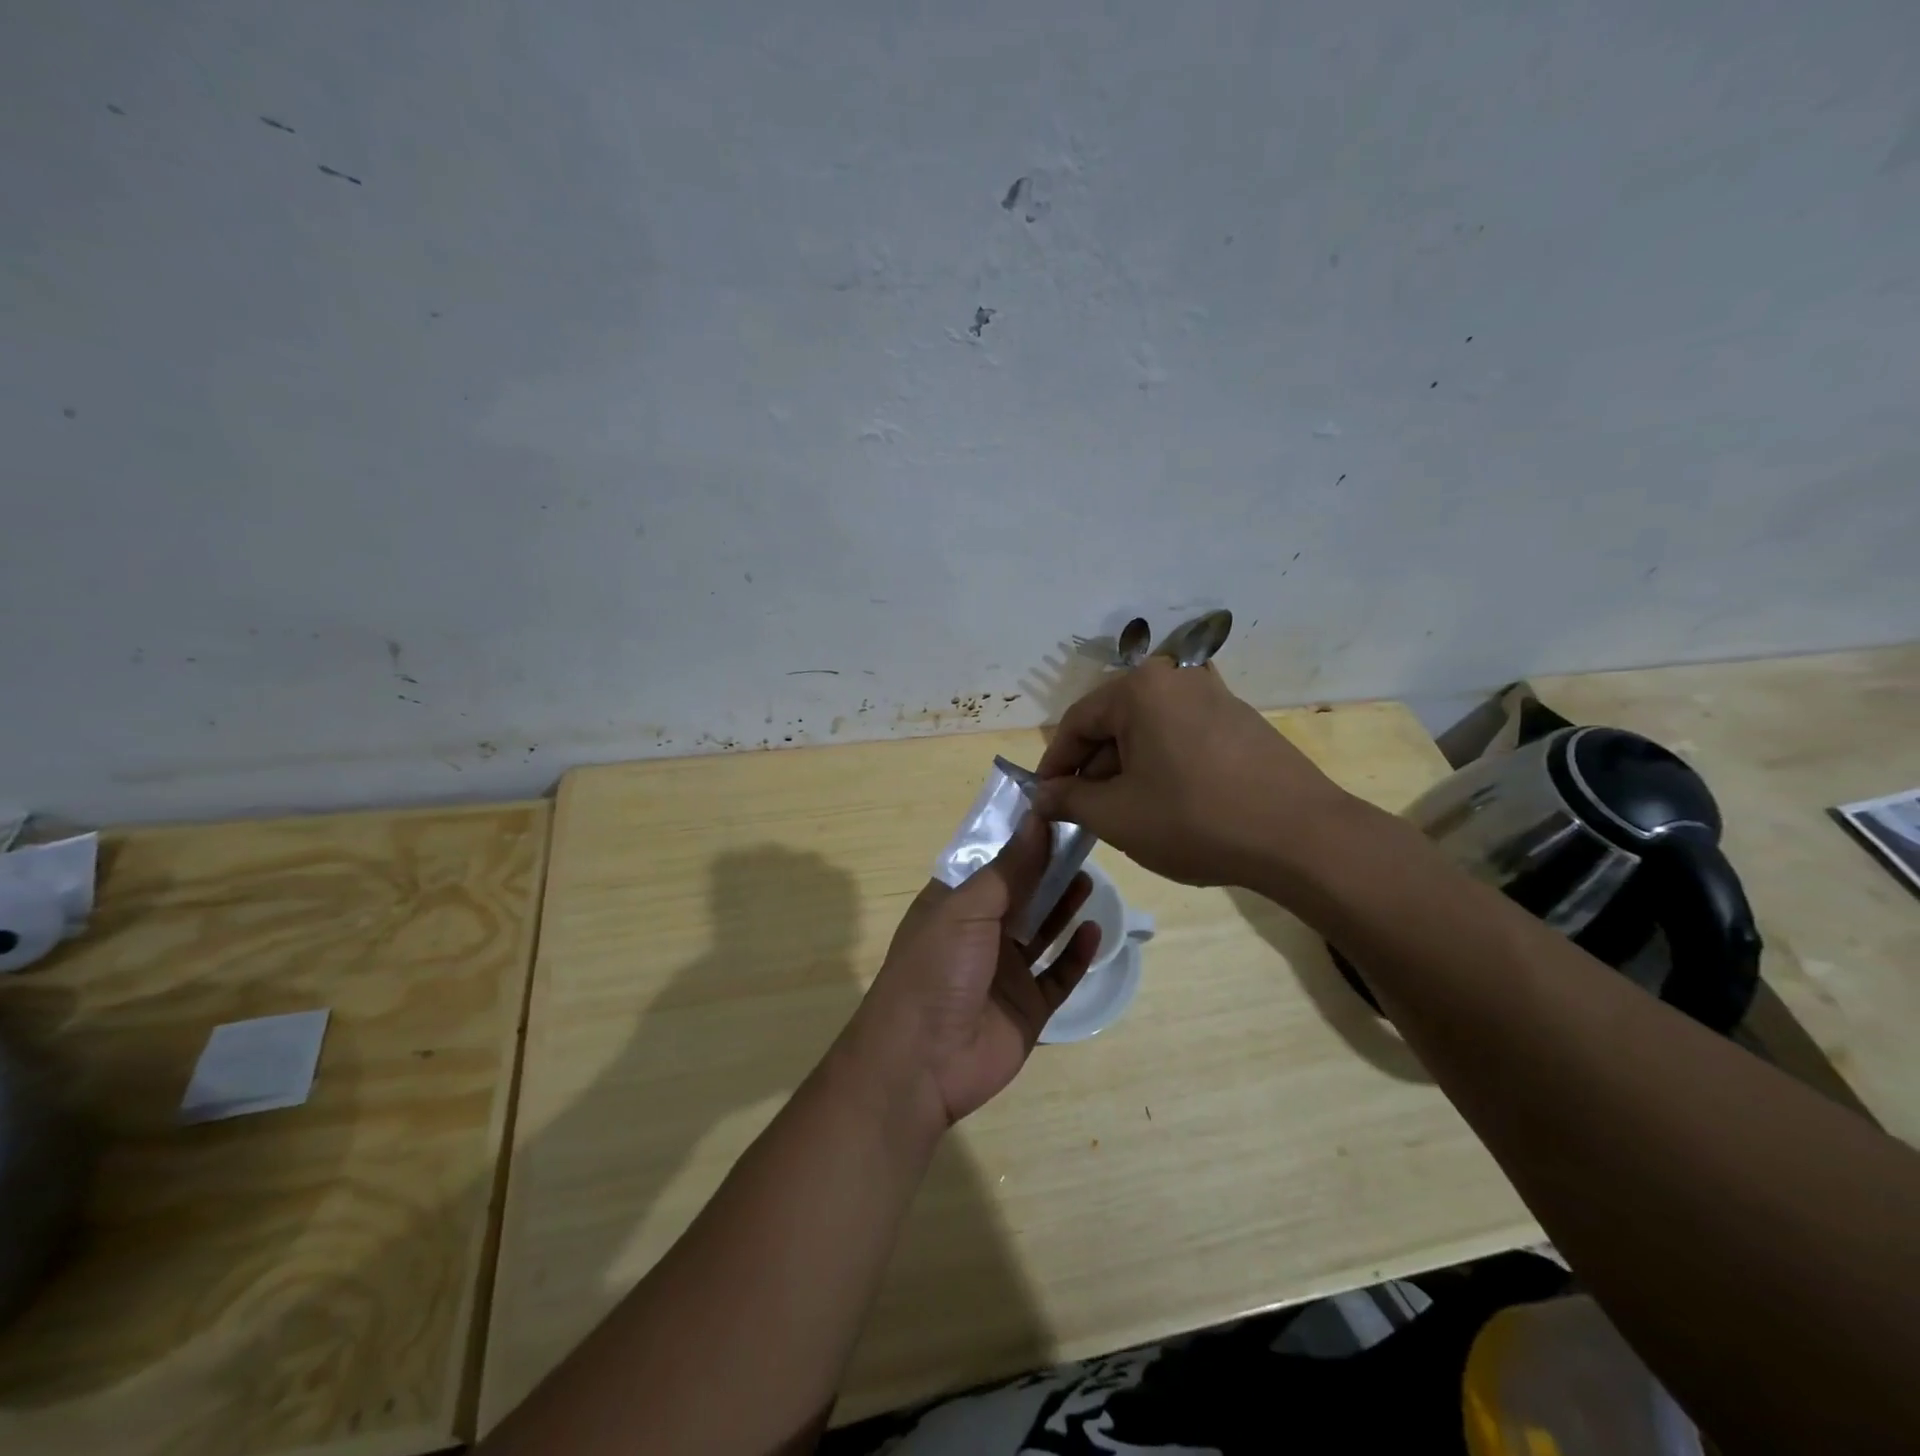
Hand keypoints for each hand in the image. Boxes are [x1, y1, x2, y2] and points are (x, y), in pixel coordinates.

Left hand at [840, 813, 1101, 1135]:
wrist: (921, 1062)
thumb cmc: (936, 969)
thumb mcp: (967, 909)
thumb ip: (1009, 868)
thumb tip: (1038, 817)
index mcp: (955, 905)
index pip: (991, 863)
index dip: (1021, 840)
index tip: (1055, 813)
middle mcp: (980, 934)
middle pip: (1021, 894)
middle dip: (1048, 870)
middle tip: (1083, 842)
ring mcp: (1004, 973)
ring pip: (1041, 932)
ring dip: (1063, 906)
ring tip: (1089, 877)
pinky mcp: (1027, 1008)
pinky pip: (1058, 976)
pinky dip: (1076, 955)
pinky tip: (1093, 931)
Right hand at [1032, 659, 1357, 887]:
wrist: (1302, 838)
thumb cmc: (1194, 820)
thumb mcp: (1117, 816)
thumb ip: (1068, 800)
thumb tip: (1041, 795)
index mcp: (1140, 689)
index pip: (1076, 722)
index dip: (1054, 764)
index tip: (1046, 800)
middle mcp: (1176, 678)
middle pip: (1114, 722)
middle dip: (1093, 768)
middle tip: (1086, 812)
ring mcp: (1215, 695)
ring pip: (1148, 730)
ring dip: (1127, 768)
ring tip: (1128, 813)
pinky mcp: (1241, 720)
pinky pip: (1182, 736)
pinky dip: (1163, 764)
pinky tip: (1170, 803)